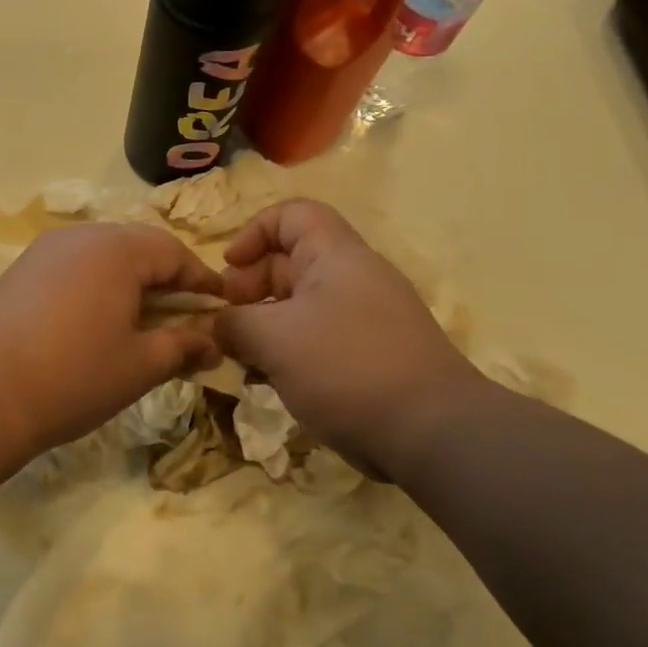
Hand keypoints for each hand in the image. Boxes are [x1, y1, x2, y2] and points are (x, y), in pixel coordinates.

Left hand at [0, 224, 224, 452]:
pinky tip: (96, 322)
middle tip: (183, 316)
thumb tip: (213, 342)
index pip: (174, 253)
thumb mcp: (140, 365)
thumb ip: (183, 346)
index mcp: (118, 249)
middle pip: (138, 248)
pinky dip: (96, 287)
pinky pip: (73, 268)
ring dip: (130, 283)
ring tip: (142, 322)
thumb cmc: (73, 376)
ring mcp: (45, 251)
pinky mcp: (20, 271)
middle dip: (166, 279)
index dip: (201, 280)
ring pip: (103, 256)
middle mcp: (81, 236)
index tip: (221, 306)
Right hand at [216, 199, 485, 479]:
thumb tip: (217, 325)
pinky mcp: (367, 357)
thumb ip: (233, 323)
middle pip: (290, 262)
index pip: (292, 215)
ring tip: (241, 357)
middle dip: (249, 287)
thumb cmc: (345, 366)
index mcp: (336, 256)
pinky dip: (287, 353)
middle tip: (226, 322)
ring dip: (263, 326)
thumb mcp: (273, 339)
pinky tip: (268, 381)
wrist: (430, 431)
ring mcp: (363, 320)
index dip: (253, 232)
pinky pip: (316, 340)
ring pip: (299, 307)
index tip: (227, 268)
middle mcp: (352, 279)